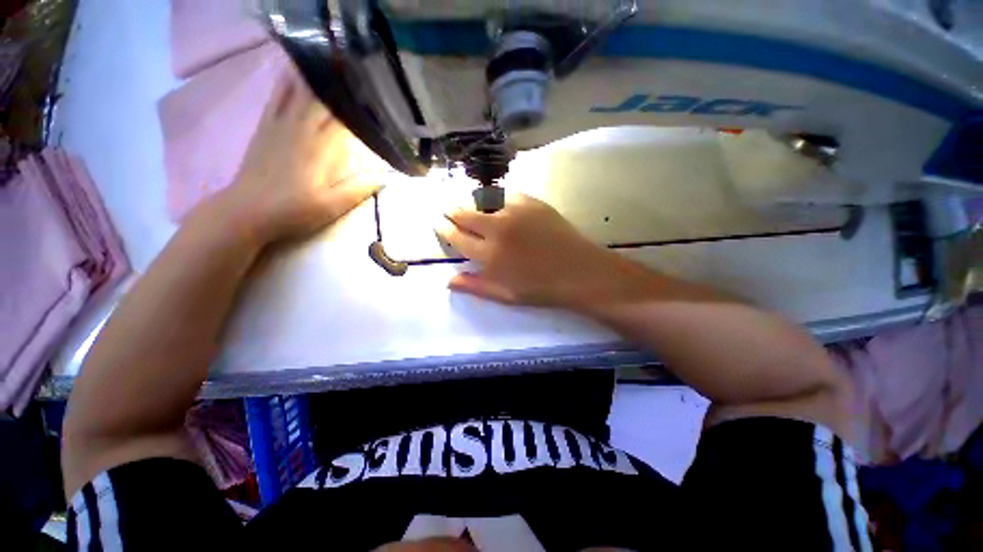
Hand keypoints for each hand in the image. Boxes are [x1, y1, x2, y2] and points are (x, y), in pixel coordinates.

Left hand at [217, 69, 381, 244]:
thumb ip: (359, 189)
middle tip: (357, 69)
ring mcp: (281, 125)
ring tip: (330, 60)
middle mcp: (302, 129)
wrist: (247, 210)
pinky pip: (276, 96)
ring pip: (300, 91)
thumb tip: (387, 177)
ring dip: (316, 76)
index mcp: (321, 148)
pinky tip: (292, 69)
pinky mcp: (266, 127)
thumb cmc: (294, 210)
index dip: (360, 106)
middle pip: (324, 99)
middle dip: (342, 85)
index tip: (375, 94)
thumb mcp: (332, 206)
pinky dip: (286, 81)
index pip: (345, 119)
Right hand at [437, 194, 628, 306]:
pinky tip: (496, 203)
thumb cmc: (541, 289)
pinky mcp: (531, 202)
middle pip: (464, 213)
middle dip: (452, 212)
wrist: (578, 272)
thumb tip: (447, 280)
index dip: (445, 229)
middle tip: (449, 211)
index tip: (439, 223)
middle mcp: (496, 228)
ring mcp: (514, 212)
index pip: (456, 237)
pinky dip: (496, 198)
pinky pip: (505, 194)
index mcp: (488, 255)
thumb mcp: (505, 295)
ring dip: (472, 203)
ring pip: (482, 200)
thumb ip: (474, 286)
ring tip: (470, 206)